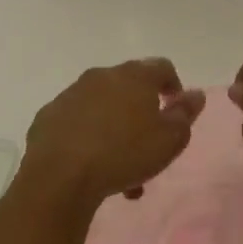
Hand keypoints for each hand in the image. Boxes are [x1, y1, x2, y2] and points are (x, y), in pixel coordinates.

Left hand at [20, 59, 204, 209]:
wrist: (60, 176)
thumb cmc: (124, 153)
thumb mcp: (170, 139)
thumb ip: (185, 114)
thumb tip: (195, 94)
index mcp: (134, 76)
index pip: (162, 67)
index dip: (174, 87)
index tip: (176, 111)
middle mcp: (101, 76)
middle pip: (129, 87)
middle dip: (142, 113)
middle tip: (149, 144)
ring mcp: (70, 94)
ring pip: (103, 108)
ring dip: (116, 129)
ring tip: (122, 169)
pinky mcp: (48, 117)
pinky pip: (77, 123)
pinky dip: (88, 137)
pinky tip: (91, 166)